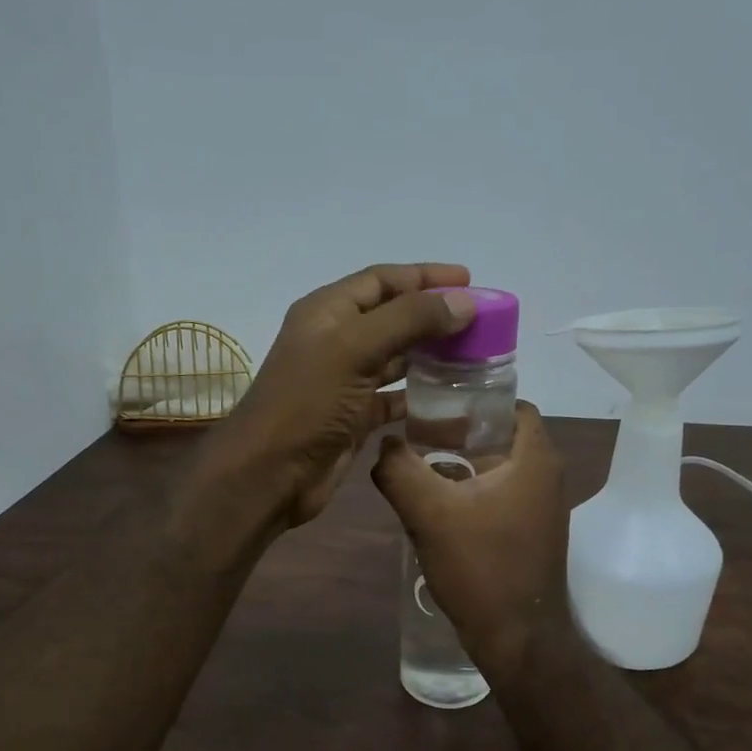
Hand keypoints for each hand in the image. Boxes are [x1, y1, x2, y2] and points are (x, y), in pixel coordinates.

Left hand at [200, 264, 475, 528]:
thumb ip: (409, 320)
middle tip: (481, 321)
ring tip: (474, 354)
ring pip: (396, 357)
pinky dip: (420, 394)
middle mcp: (337, 340)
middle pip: (393, 316)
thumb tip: (463, 301)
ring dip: (431, 353)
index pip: (382, 279)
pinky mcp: (354, 417)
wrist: (271, 474)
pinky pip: (394, 397)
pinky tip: (450, 396)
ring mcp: (345, 380)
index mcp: (328, 311)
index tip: (469, 281)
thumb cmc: (307, 403)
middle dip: (434, 315)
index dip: (424, 276)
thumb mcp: (355, 349)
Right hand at [372, 402, 571, 681]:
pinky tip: (435, 506)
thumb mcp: (430, 513)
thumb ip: (400, 470)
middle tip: (416, 434)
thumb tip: (383, 445)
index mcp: (535, 459)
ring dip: (461, 465)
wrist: (517, 638)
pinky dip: (470, 492)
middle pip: (500, 436)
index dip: (474, 399)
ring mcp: (541, 507)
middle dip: (458, 433)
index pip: (511, 405)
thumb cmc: (481, 567)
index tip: (435, 405)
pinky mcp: (530, 532)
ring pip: (497, 469)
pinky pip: (498, 496)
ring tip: (418, 467)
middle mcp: (546, 476)